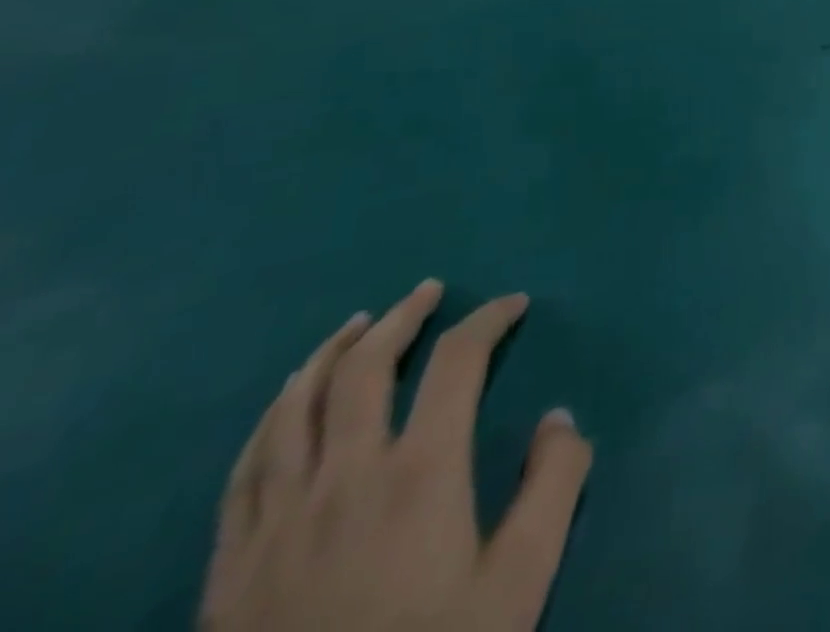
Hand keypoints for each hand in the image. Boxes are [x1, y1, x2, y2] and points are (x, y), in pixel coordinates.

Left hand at [199, 280, 591, 631]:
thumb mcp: (520, 581)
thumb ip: (554, 486)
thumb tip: (559, 418)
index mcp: (420, 472)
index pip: (457, 361)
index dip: (488, 319)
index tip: (514, 304)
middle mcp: (344, 477)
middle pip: (364, 368)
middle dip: (402, 318)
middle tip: (428, 291)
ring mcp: (276, 521)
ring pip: (293, 409)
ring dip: (329, 353)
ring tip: (357, 326)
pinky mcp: (229, 567)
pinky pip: (244, 469)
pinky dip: (271, 418)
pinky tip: (285, 405)